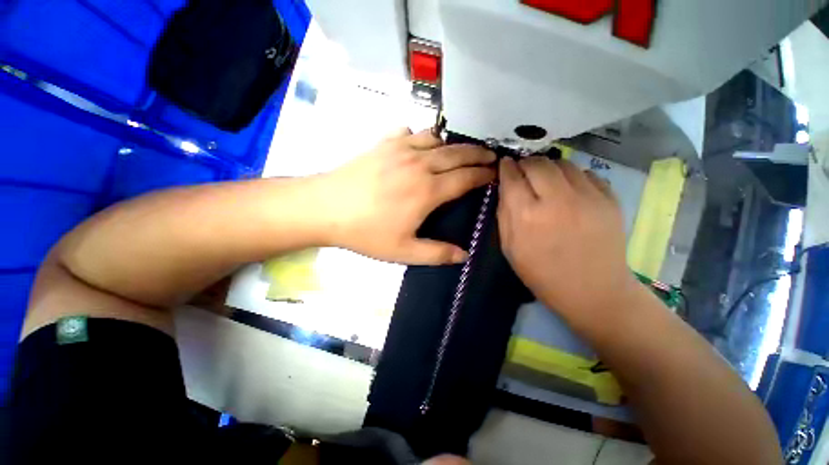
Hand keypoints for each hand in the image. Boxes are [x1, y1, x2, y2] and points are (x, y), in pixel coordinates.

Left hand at [319, 129, 495, 264]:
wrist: (325, 208)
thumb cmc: (366, 232)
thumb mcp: (403, 251)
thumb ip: (436, 254)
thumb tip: (463, 255)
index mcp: (428, 191)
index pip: (465, 178)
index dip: (483, 175)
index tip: (494, 175)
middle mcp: (420, 164)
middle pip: (457, 153)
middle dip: (477, 154)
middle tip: (489, 157)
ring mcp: (400, 149)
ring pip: (436, 139)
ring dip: (452, 144)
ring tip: (459, 152)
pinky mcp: (383, 143)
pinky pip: (410, 132)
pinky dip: (421, 136)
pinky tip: (420, 145)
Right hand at [497, 157, 638, 319]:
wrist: (593, 291)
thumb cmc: (542, 273)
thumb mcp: (509, 247)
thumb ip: (503, 214)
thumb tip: (505, 187)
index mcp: (527, 216)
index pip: (512, 177)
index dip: (506, 167)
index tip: (504, 163)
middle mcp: (557, 200)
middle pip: (537, 163)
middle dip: (525, 163)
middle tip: (522, 171)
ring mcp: (587, 197)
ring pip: (563, 163)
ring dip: (548, 167)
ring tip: (545, 179)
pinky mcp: (610, 199)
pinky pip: (586, 173)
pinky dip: (572, 176)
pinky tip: (568, 189)